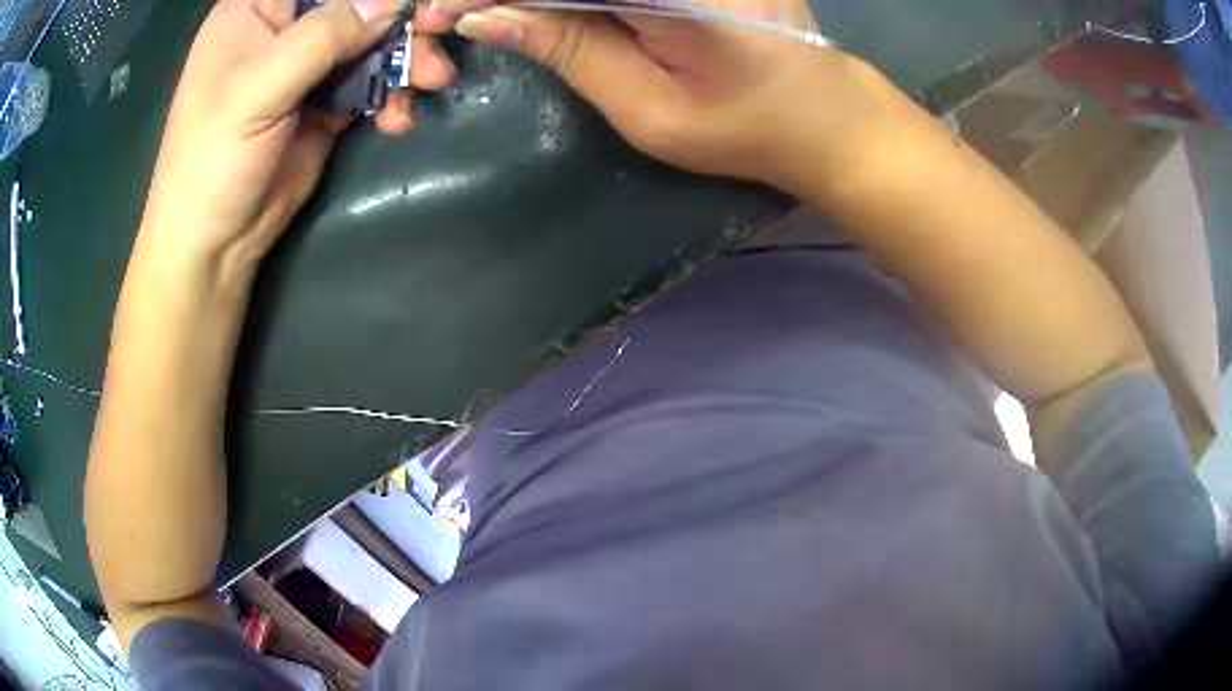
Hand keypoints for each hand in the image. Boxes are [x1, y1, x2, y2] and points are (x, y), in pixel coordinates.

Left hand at [137, 0, 456, 279]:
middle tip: (438, 31)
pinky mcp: (325, 102)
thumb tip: (393, 2)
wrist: (215, 246)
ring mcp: (305, 66)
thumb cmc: (211, 161)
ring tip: (432, 80)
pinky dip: (392, 95)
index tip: (407, 1)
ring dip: (406, 57)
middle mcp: (282, 29)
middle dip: (398, 18)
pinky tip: (396, 119)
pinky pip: (373, 81)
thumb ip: (321, 38)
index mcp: (254, 10)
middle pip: (354, 4)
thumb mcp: (257, 90)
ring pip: (371, 39)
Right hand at [442, 0, 899, 193]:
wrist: (825, 116)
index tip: (438, 14)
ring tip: (494, 17)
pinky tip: (545, 14)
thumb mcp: (648, 106)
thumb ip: (568, 47)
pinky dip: (574, 1)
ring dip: (538, 1)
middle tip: (460, 17)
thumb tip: (483, 17)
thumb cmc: (743, 127)